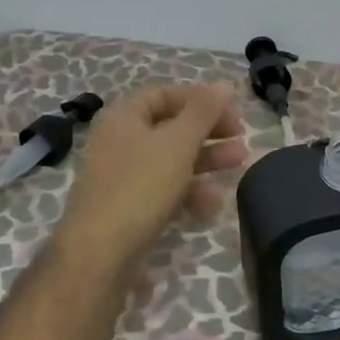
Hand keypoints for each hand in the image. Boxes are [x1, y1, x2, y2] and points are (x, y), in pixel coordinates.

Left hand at [58, 83, 247, 269]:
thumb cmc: (140, 187)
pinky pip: (165, 189)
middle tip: (240, 138)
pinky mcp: (131, 208)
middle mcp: (121, 142)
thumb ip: (204, 112)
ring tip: (239, 163)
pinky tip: (212, 203)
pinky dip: (190, 191)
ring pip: (172, 159)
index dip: (201, 99)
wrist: (99, 254)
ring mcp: (124, 177)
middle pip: (172, 127)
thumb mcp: (178, 143)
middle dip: (209, 131)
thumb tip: (224, 85)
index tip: (231, 113)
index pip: (166, 94)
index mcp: (125, 117)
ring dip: (207, 160)